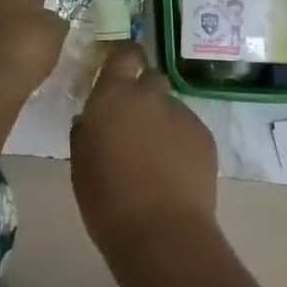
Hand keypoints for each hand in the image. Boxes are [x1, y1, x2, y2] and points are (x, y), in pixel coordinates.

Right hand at [70, 44, 217, 257]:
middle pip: (151, 78)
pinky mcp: (205, 136)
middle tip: (134, 123)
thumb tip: (93, 119)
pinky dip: (181, 143)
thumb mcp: (82, 162)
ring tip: (156, 158)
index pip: (124, 54)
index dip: (124, 59)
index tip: (119, 71)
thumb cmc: (107, 200)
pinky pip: (188, 129)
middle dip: (144, 93)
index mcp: (114, 96)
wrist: (162, 232)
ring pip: (170, 107)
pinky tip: (175, 173)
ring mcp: (181, 114)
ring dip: (162, 122)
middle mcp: (150, 96)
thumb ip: (88, 130)